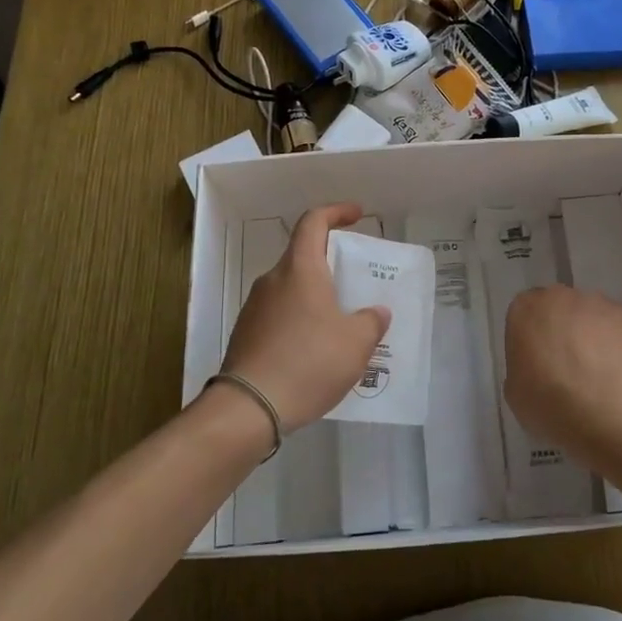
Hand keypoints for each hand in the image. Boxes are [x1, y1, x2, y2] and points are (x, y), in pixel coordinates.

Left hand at [219, 203, 391, 431]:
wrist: (248, 408)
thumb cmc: (308, 363)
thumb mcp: (356, 344)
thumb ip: (371, 322)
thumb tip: (376, 313)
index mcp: (300, 270)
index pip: (314, 222)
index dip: (336, 212)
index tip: (357, 215)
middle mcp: (273, 281)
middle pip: (303, 257)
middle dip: (331, 264)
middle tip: (356, 282)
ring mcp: (255, 308)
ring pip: (291, 289)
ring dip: (315, 297)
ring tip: (340, 324)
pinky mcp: (246, 335)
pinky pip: (279, 315)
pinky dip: (300, 321)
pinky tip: (315, 351)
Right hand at [503, 286, 621, 456]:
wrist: (597, 407)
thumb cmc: (545, 400)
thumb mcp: (515, 389)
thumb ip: (522, 365)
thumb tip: (536, 367)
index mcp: (523, 309)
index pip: (526, 314)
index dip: (534, 337)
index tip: (540, 360)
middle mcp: (557, 295)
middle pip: (559, 307)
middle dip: (563, 328)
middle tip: (569, 363)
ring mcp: (593, 301)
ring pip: (590, 314)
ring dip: (591, 333)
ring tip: (598, 370)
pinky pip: (617, 325)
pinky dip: (617, 342)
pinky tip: (617, 369)